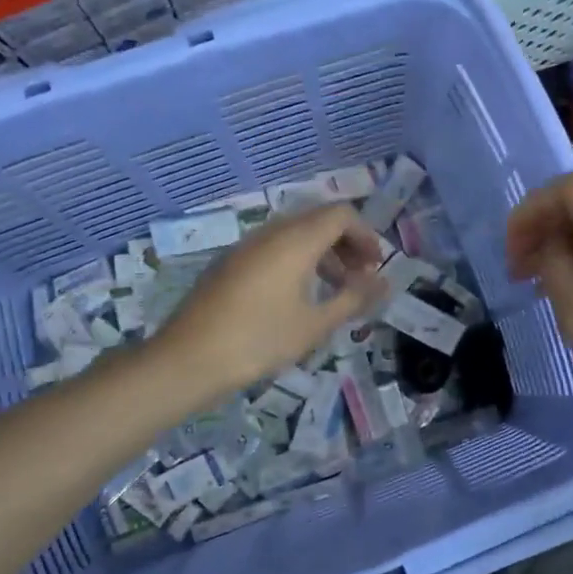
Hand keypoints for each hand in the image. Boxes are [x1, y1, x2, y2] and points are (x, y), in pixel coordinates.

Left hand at [152, 203, 388, 404]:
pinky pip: (274, 247)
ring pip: (295, 233)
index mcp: (295, 240)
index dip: (365, 235)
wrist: (189, 359)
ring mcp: (246, 246)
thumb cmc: (259, 340)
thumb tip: (383, 283)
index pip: (341, 214)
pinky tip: (297, 297)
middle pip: (318, 220)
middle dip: (346, 243)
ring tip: (334, 289)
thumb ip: (353, 299)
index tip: (375, 267)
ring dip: (322, 253)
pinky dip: (297, 260)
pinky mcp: (230, 262)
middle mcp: (271, 232)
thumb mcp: (315, 324)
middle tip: (359, 277)